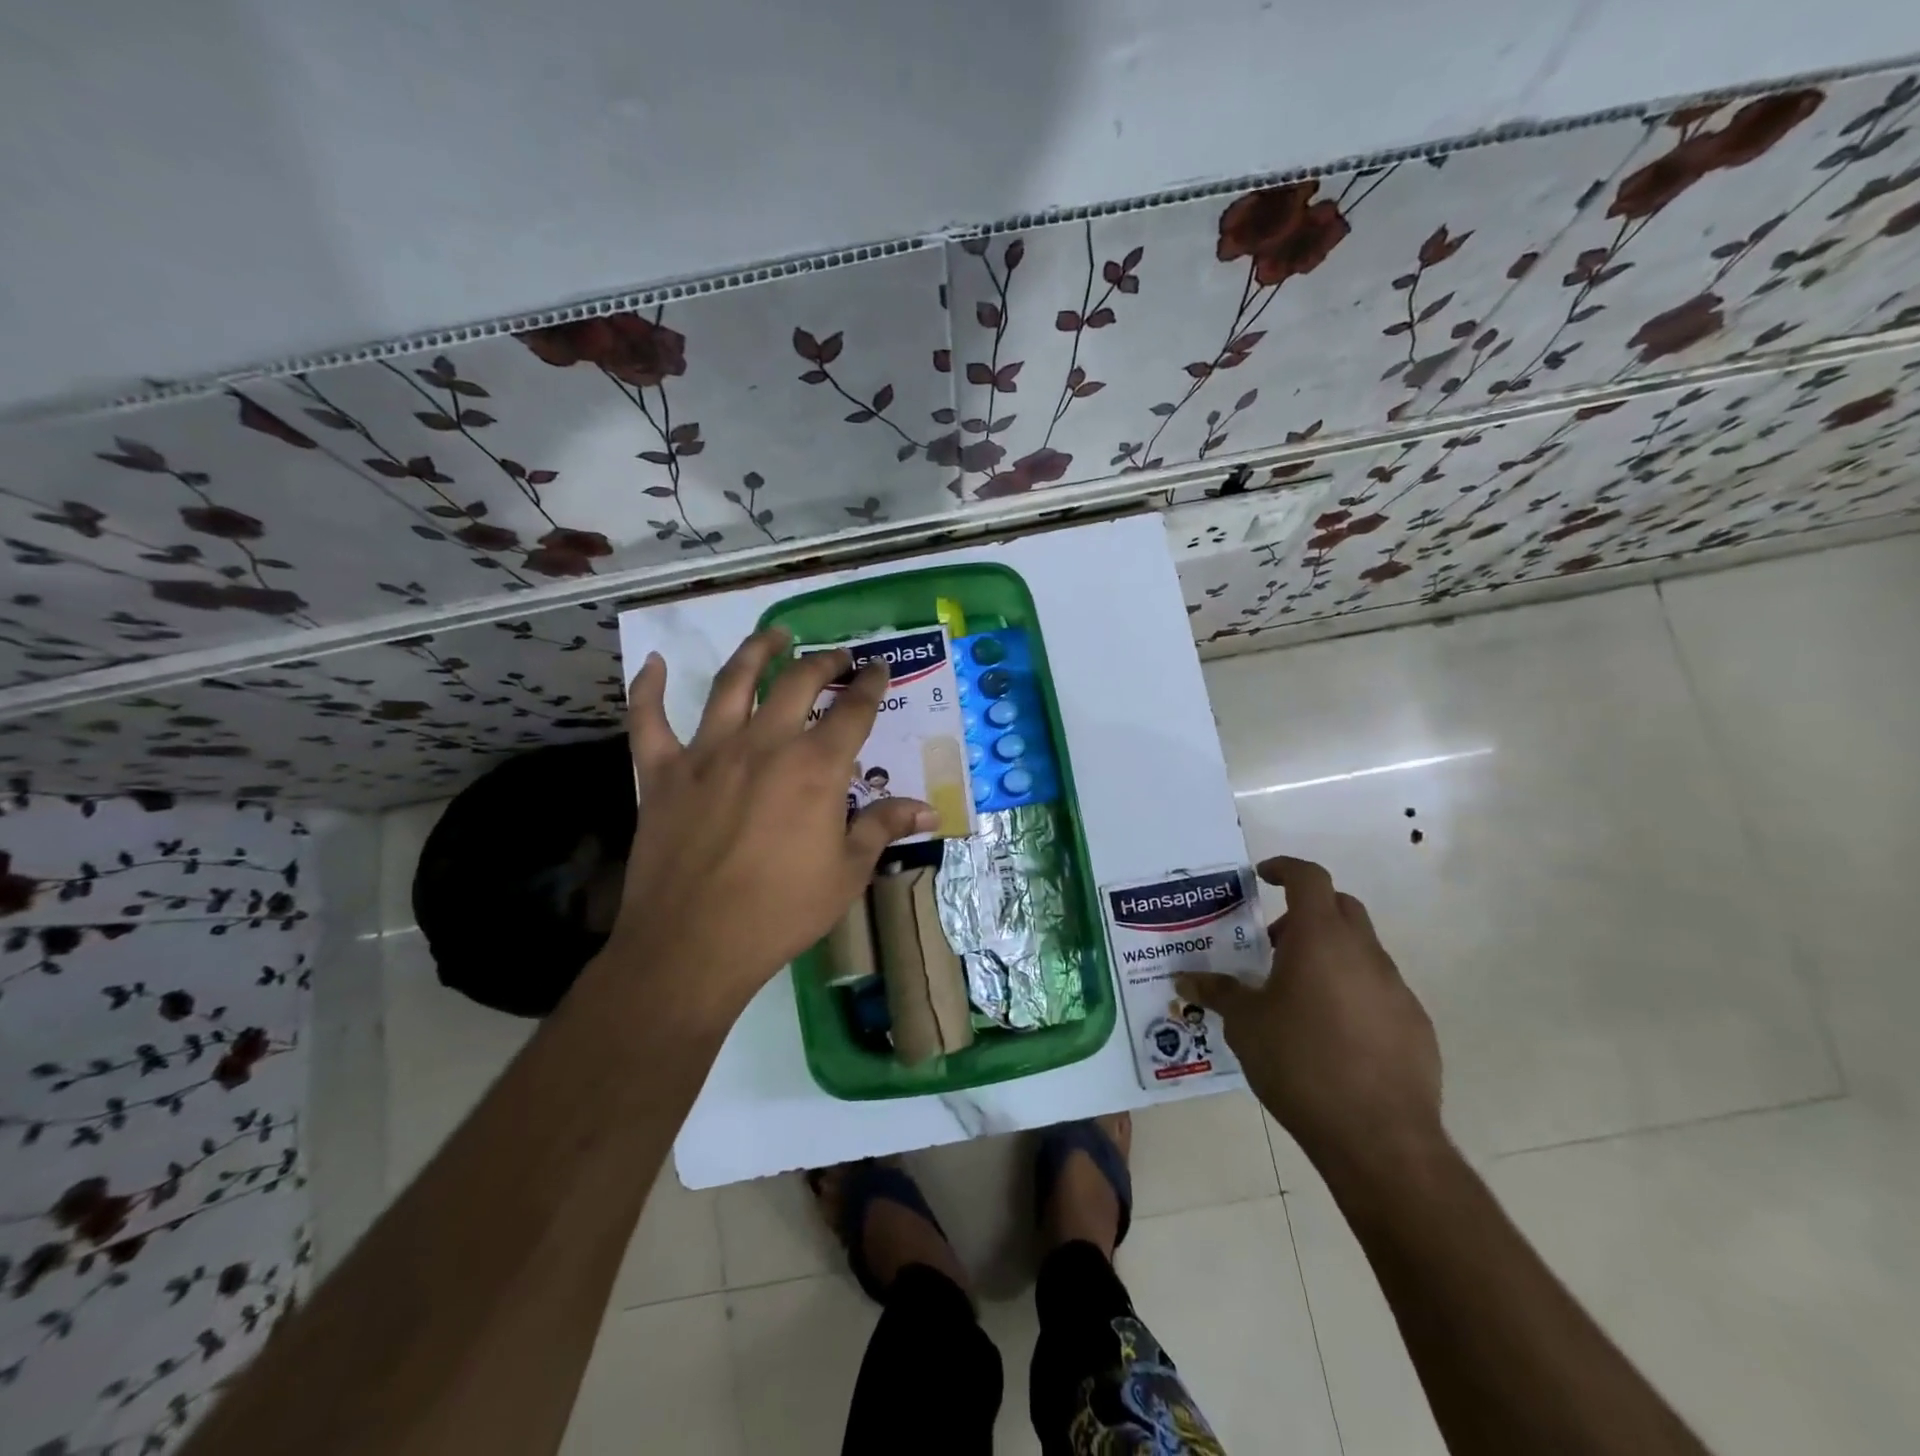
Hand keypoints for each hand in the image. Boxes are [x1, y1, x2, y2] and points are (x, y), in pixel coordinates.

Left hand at [609, 626, 934, 1019]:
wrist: (694, 944)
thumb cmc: (781, 911)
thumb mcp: (847, 872)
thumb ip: (883, 827)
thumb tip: (928, 809)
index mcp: (815, 767)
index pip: (854, 711)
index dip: (871, 685)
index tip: (878, 669)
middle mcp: (764, 744)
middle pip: (798, 683)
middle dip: (824, 663)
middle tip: (837, 658)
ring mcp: (707, 753)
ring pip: (731, 684)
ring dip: (756, 652)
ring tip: (773, 635)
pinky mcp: (662, 772)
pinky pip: (648, 720)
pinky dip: (648, 689)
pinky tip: (653, 664)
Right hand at [1177, 856, 1442, 1175]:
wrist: (1380, 1138)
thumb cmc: (1300, 1063)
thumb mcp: (1245, 1025)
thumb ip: (1217, 993)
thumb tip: (1186, 979)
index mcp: (1320, 939)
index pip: (1309, 878)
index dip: (1285, 868)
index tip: (1263, 876)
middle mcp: (1364, 953)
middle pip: (1340, 907)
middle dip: (1306, 913)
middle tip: (1274, 944)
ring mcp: (1396, 989)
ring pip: (1361, 950)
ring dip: (1329, 956)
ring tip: (1297, 996)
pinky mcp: (1415, 1025)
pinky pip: (1379, 990)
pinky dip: (1352, 992)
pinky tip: (1332, 1035)